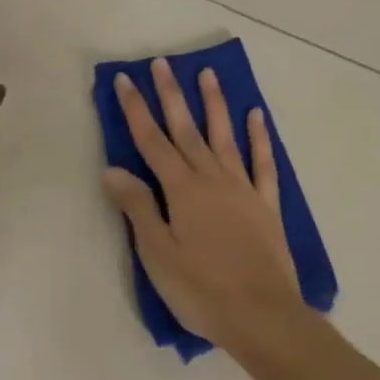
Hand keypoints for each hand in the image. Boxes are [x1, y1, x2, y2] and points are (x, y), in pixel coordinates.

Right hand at [103, 58, 300, 351]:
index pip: (152, 142)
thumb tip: (113, 169)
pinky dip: (259, 138)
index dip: (136, 110)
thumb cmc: (201, 290)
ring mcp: (243, 189)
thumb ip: (137, 208)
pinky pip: (263, 163)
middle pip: (187, 130)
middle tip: (162, 63)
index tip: (125, 80)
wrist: (262, 315)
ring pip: (224, 137)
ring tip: (207, 74)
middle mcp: (212, 179)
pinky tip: (256, 116)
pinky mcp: (266, 205)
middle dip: (171, 95)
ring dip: (215, 104)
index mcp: (182, 191)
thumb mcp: (158, 254)